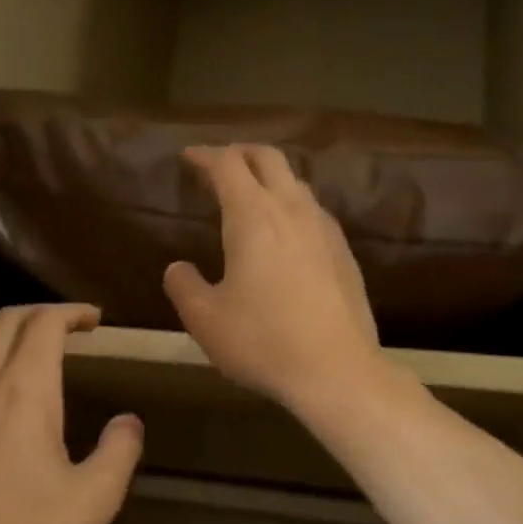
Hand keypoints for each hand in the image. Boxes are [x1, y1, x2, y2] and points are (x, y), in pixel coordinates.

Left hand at [0, 304, 143, 523]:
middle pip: (4, 323)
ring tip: (38, 352)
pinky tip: (1, 396)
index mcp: (24, 392)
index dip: (71, 313)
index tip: (96, 320)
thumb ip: (119, 452)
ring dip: (10, 335)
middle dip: (39, 314)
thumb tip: (129, 422)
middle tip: (70, 326)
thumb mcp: (93, 501)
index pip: (44, 325)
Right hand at [163, 144, 385, 413]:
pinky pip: (313, 211)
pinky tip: (285, 234)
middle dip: (239, 153)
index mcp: (253, 217)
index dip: (204, 156)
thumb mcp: (205, 319)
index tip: (188, 157)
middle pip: (268, 158)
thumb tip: (178, 268)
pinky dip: (291, 206)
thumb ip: (183, 286)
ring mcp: (324, 229)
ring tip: (250, 197)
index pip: (227, 165)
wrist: (336, 371)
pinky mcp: (344, 252)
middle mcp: (292, 210)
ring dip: (269, 179)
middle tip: (218, 166)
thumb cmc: (262, 342)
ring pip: (296, 183)